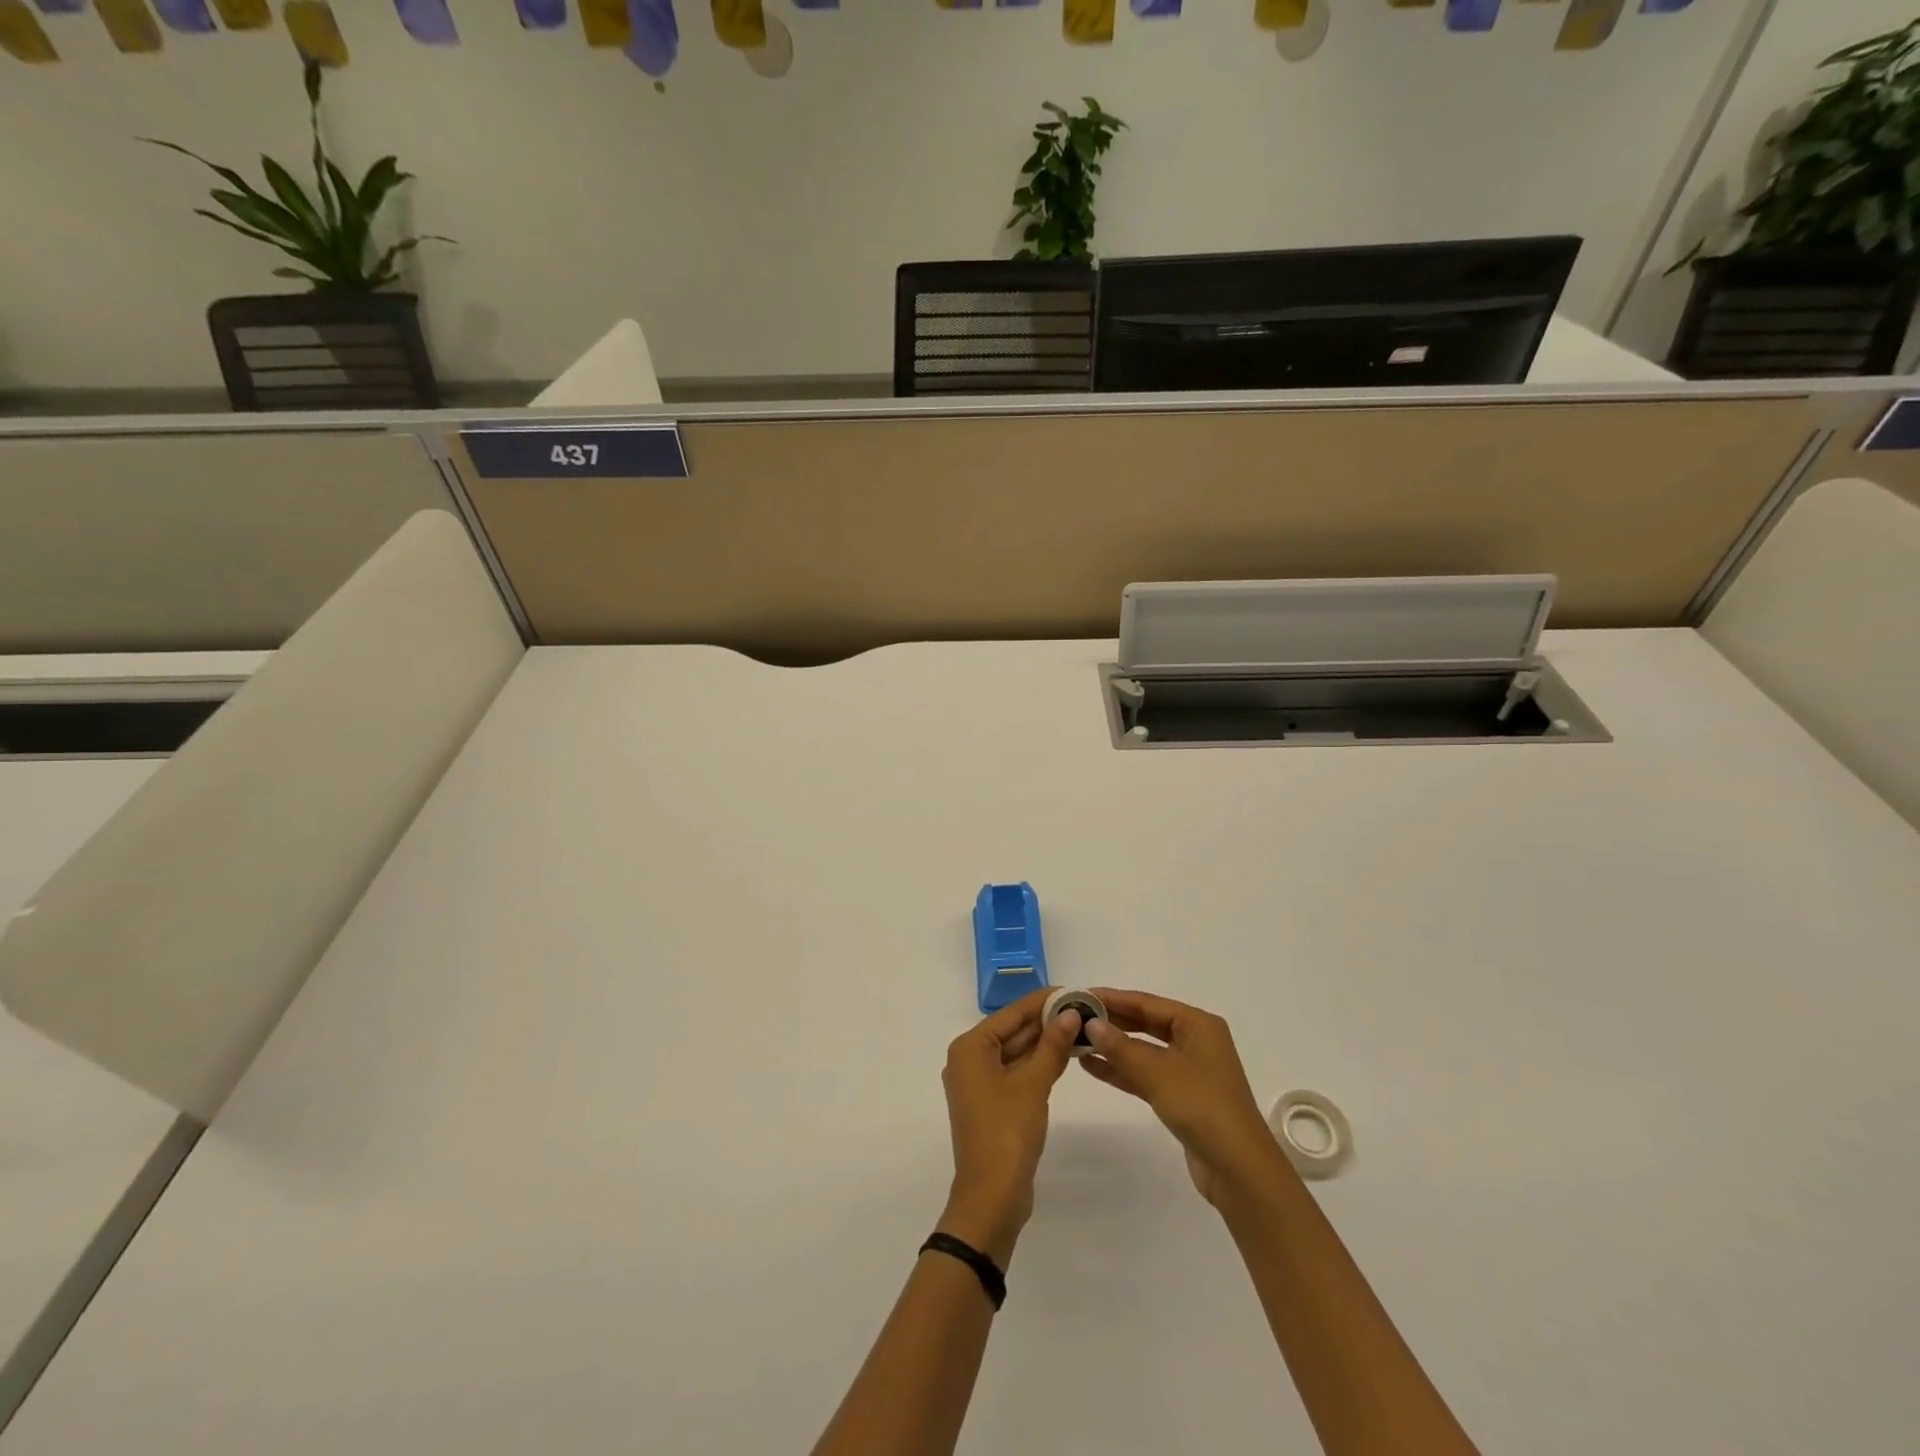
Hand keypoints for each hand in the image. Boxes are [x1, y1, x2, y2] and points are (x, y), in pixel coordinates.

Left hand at [937, 990, 1082, 1264]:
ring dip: (1045, 1043)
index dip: (1043, 1001)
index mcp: (970, 1047)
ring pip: (1016, 1052)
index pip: (1012, 1013)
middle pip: (1013, 1031)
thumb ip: (1052, 1045)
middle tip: (1083, 1009)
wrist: (992, 1196)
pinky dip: (1038, 1064)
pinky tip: (1064, 1056)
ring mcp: (979, 1083)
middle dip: (1046, 1021)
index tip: (1074, 991)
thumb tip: (1070, 1012)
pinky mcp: (991, 1103)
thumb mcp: (1033, 1084)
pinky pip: (1016, 1072)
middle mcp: (969, 1059)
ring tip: (1080, 1027)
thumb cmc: (1007, 1132)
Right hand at [1079, 989, 1286, 1206]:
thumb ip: (1121, 1047)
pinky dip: (1122, 1070)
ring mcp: (1188, 1070)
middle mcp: (1195, 1041)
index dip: (1112, 998)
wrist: (1239, 1169)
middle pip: (1145, 1023)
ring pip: (1143, 1050)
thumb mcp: (1157, 1072)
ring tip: (1076, 1041)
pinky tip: (1092, 1066)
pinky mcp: (1181, 1096)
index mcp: (1197, 1024)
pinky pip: (1146, 1074)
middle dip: (1111, 1022)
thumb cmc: (1202, 1106)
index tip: (1080, 995)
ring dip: (1112, 1047)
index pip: (1146, 1002)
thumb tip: (1091, 1023)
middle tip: (1074, 1017)